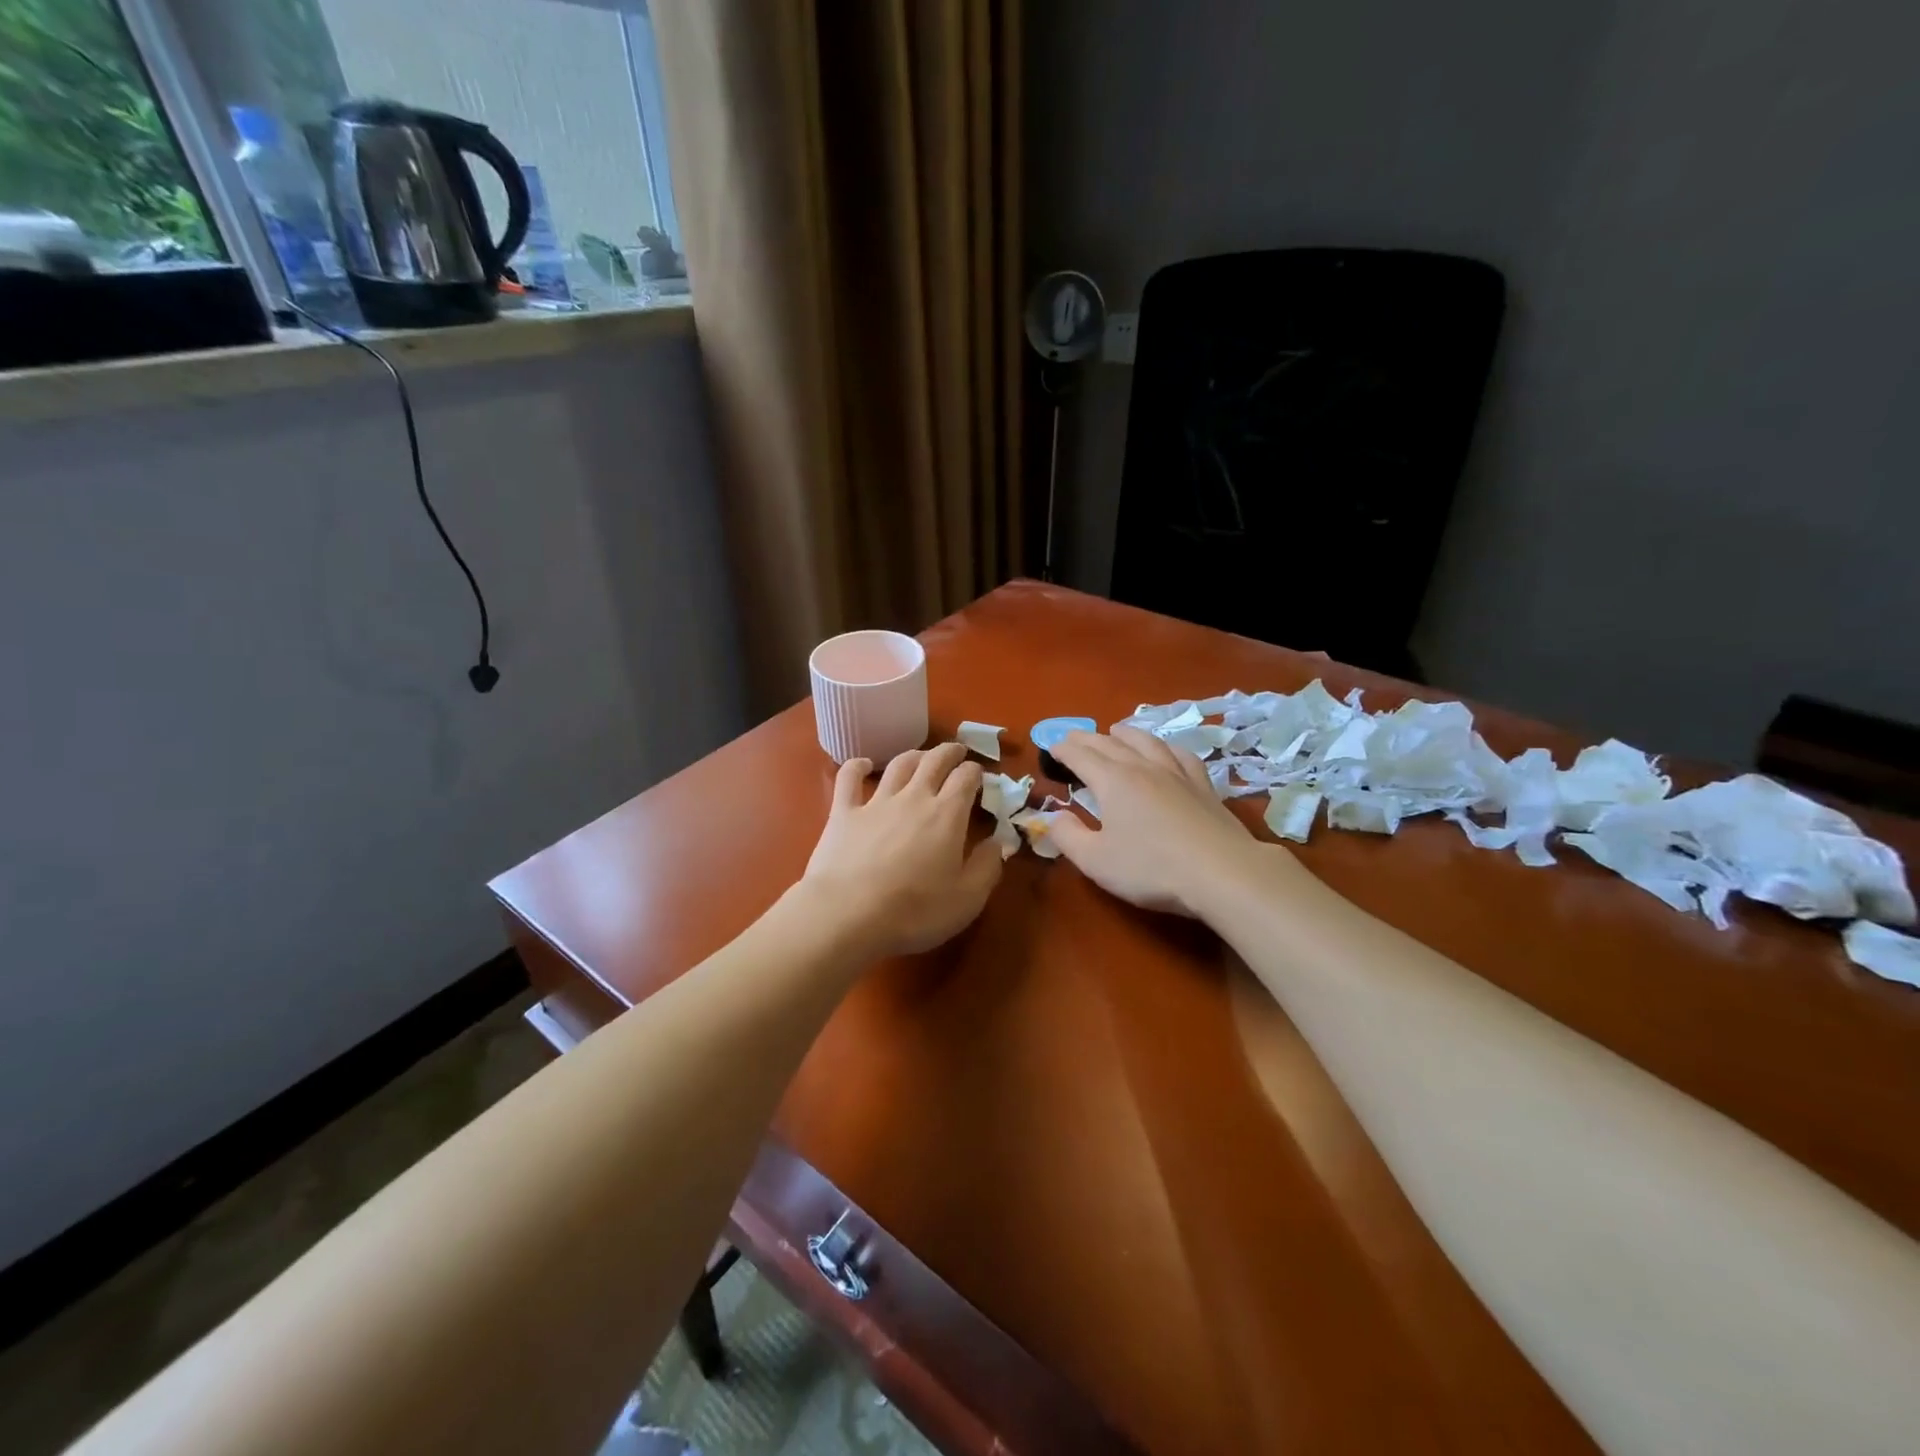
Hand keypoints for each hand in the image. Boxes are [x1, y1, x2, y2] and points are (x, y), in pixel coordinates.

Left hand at [800, 742, 1002, 958]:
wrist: (848, 913)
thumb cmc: (915, 911)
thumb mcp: (967, 898)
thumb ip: (988, 866)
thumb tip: (998, 841)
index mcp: (947, 814)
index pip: (966, 778)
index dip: (975, 771)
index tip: (980, 774)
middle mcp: (914, 797)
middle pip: (934, 761)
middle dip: (949, 752)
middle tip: (957, 751)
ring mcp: (876, 802)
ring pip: (898, 765)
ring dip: (913, 755)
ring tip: (921, 756)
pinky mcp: (843, 812)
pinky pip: (849, 778)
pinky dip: (857, 766)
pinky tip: (862, 764)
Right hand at [1048, 727, 1283, 917]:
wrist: (1222, 872)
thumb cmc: (1151, 868)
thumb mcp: (1096, 861)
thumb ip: (1068, 837)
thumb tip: (1053, 817)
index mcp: (1112, 782)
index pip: (1081, 756)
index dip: (1063, 750)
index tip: (1051, 747)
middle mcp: (1142, 768)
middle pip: (1110, 744)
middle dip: (1087, 738)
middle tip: (1073, 737)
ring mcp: (1176, 774)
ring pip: (1147, 742)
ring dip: (1126, 733)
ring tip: (1116, 730)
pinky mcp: (1203, 786)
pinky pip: (1181, 755)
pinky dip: (1166, 747)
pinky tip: (1166, 750)